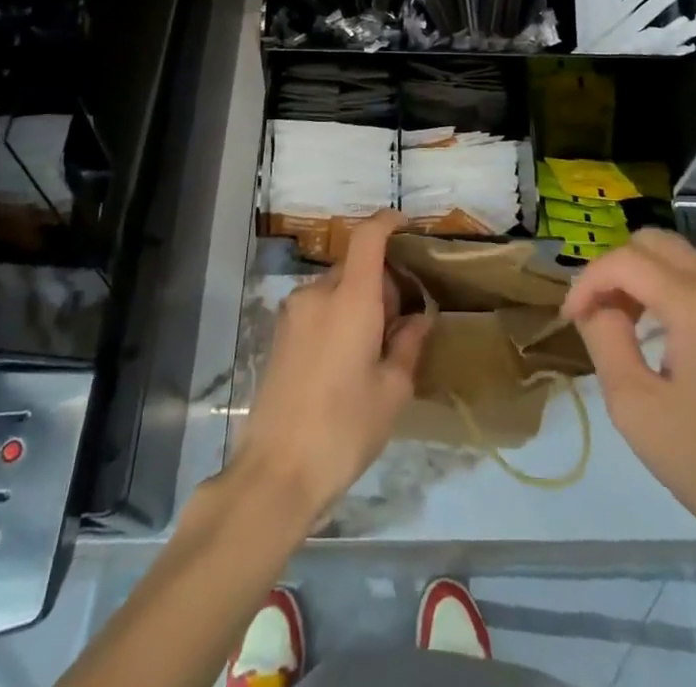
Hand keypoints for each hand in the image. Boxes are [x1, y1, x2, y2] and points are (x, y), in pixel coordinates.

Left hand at [233, 212, 431, 518]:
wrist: (276, 472)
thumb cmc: (344, 429)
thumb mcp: (392, 391)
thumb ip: (408, 343)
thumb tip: (419, 317)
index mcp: (350, 298)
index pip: (368, 237)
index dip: (388, 222)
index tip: (407, 226)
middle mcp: (318, 293)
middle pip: (355, 266)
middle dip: (382, 282)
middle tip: (401, 323)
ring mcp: (293, 312)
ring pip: (336, 288)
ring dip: (358, 302)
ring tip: (373, 349)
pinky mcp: (279, 333)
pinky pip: (318, 308)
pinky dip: (338, 316)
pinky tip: (345, 360)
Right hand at [561, 229, 695, 550]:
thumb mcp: (634, 405)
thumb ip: (604, 338)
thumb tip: (596, 307)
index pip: (626, 260)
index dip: (588, 281)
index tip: (569, 319)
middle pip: (653, 242)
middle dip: (614, 270)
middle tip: (595, 313)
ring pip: (676, 256)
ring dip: (640, 276)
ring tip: (620, 323)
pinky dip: (666, 288)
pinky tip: (656, 332)